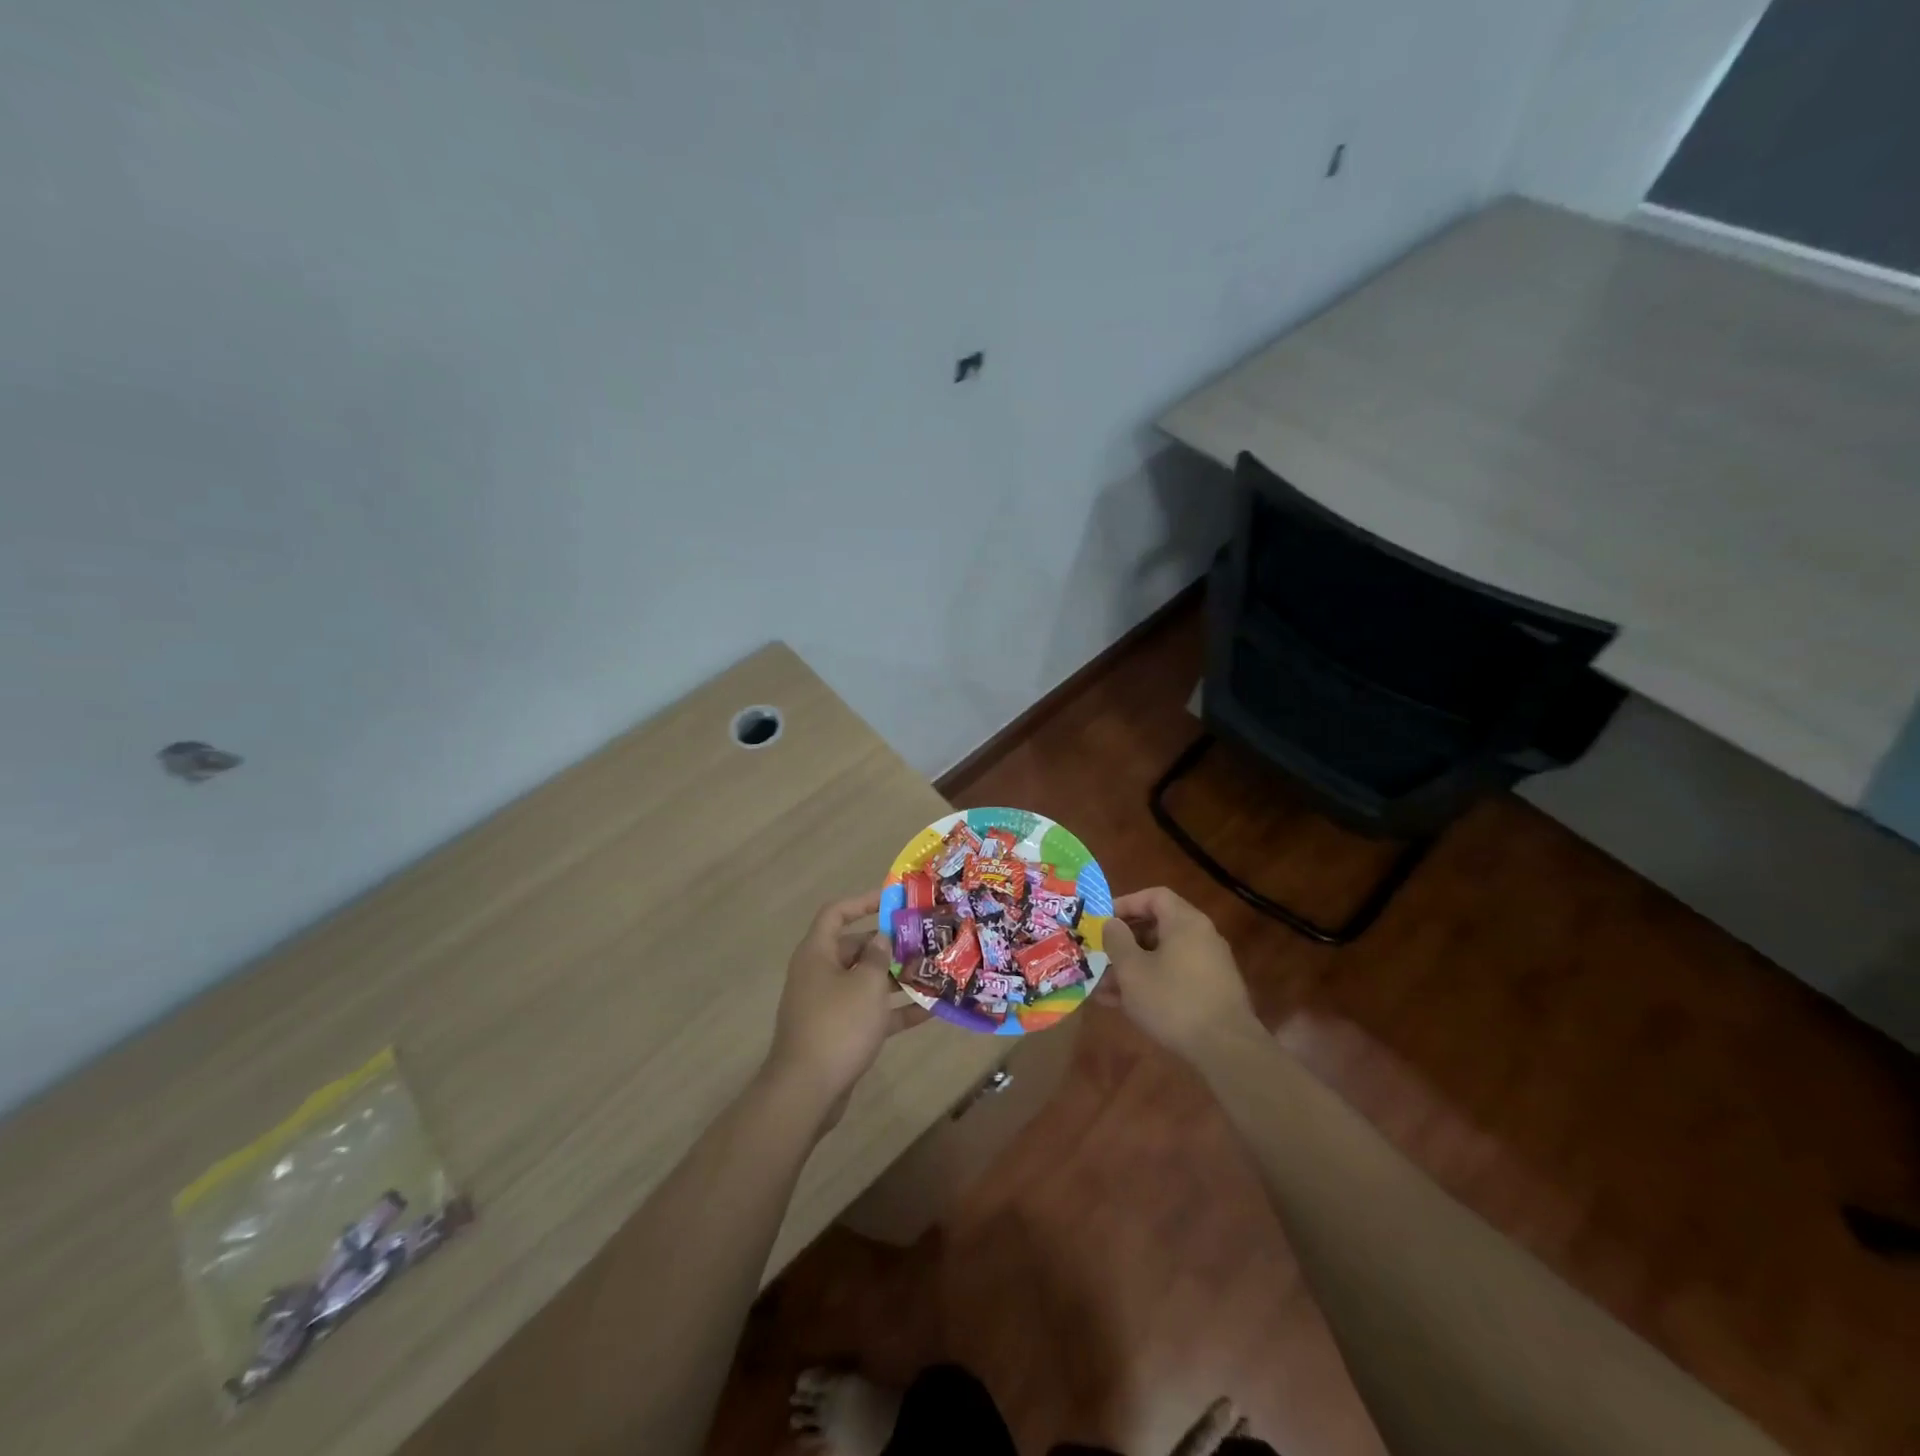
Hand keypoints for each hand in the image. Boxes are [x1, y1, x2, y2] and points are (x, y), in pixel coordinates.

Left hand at [762, 890, 928, 1130]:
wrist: (806, 1091)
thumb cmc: (837, 1025)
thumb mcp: (866, 985)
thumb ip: (878, 956)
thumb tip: (882, 937)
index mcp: (817, 954)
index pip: (836, 913)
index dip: (863, 901)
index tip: (893, 900)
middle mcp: (820, 974)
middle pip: (855, 947)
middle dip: (888, 944)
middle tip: (922, 940)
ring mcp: (828, 1005)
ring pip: (865, 982)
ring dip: (896, 978)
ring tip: (932, 972)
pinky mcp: (839, 1033)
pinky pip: (870, 1013)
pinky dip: (895, 1010)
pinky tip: (930, 1012)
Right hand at [1101, 886, 1259, 1062]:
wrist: (1226, 1049)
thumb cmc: (1173, 1000)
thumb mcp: (1132, 970)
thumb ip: (1117, 941)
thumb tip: (1112, 924)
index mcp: (1185, 922)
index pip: (1154, 896)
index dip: (1126, 903)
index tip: (1104, 922)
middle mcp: (1202, 936)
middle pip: (1158, 927)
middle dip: (1125, 943)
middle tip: (1100, 957)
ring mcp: (1210, 965)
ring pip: (1163, 956)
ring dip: (1133, 968)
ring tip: (1104, 989)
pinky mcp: (1212, 991)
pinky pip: (1175, 976)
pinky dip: (1152, 983)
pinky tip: (1126, 1005)